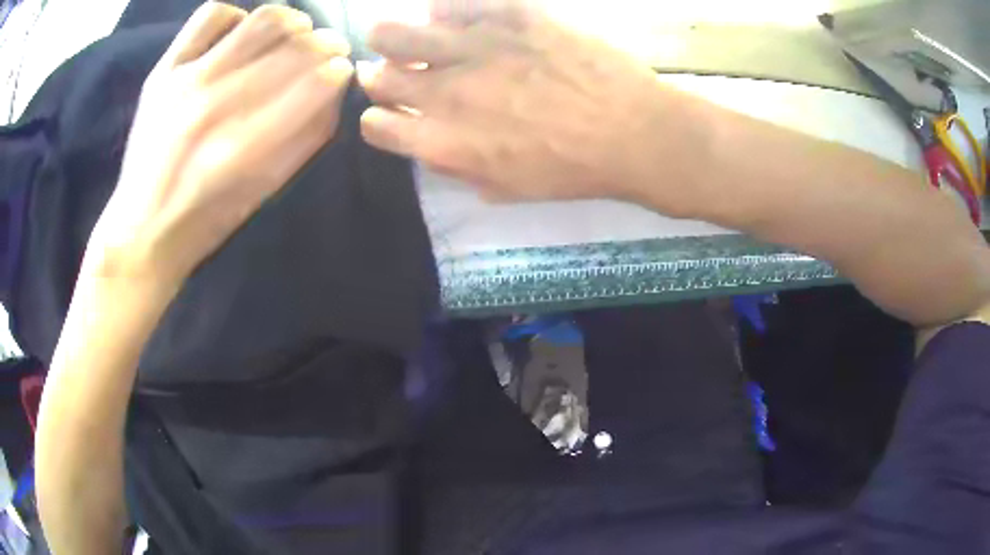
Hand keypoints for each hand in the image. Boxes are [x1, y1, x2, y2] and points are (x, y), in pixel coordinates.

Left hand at [88, 2, 353, 285]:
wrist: (142, 228)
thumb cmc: (208, 218)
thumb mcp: (265, 190)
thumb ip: (307, 137)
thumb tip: (335, 86)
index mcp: (245, 149)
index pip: (316, 82)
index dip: (338, 69)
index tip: (341, 70)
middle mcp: (215, 107)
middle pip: (294, 46)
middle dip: (324, 43)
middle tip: (326, 50)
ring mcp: (185, 82)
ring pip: (260, 21)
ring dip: (291, 21)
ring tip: (292, 34)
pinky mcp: (163, 71)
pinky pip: (211, 15)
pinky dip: (236, 17)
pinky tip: (238, 36)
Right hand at [357, 0, 687, 205]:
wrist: (636, 132)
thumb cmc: (575, 170)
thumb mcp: (509, 188)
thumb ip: (459, 167)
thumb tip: (430, 145)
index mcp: (444, 141)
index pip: (375, 125)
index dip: (379, 118)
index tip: (394, 112)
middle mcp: (445, 92)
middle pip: (378, 76)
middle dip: (381, 75)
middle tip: (401, 70)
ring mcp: (474, 47)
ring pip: (395, 33)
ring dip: (393, 37)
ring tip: (411, 37)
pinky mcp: (509, 15)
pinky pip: (453, 3)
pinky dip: (446, 10)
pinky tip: (458, 17)